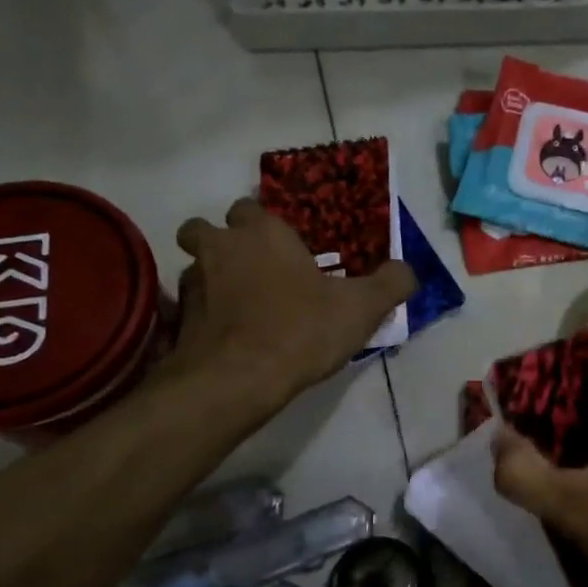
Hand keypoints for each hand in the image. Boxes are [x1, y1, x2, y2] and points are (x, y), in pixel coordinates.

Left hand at [157, 198, 415, 415]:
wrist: (238, 379)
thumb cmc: (301, 330)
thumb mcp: (362, 308)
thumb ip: (391, 283)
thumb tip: (408, 271)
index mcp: (263, 233)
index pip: (251, 208)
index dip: (265, 226)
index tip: (284, 249)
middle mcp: (221, 247)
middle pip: (206, 229)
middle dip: (223, 242)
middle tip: (253, 270)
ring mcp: (193, 283)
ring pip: (195, 267)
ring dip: (212, 279)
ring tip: (241, 308)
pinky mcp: (179, 320)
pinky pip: (189, 307)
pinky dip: (204, 316)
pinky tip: (227, 337)